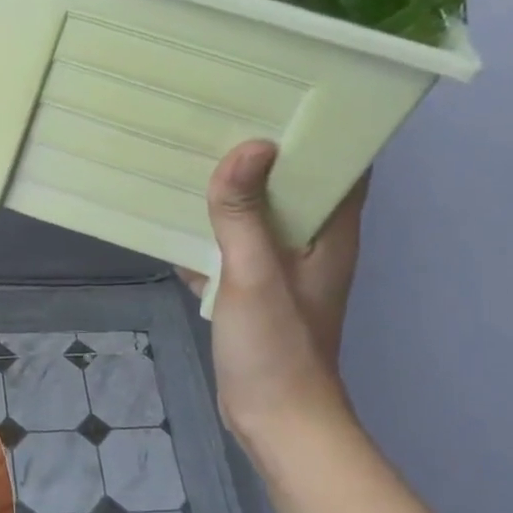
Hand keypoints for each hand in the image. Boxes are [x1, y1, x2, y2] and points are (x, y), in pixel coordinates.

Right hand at [179, 140, 368, 443]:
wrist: (273, 418)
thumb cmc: (277, 348)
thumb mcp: (255, 276)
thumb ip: (245, 215)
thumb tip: (247, 146)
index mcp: (330, 232)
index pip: (341, 163)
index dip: (318, 128)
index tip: (279, 93)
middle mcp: (311, 242)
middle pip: (291, 183)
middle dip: (259, 153)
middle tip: (219, 114)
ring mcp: (280, 268)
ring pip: (256, 215)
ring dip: (229, 192)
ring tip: (191, 155)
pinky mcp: (252, 290)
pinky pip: (230, 248)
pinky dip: (207, 233)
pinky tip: (172, 219)